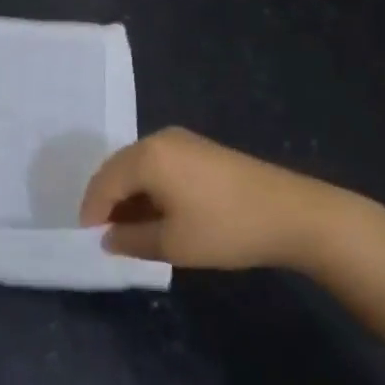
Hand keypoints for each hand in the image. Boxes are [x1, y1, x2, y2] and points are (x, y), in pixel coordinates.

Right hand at [78, 127, 353, 269]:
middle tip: (106, 233)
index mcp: (146, 156)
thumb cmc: (227, 229)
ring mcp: (181, 141)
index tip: (88, 239)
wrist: (297, 215)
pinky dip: (150, 187)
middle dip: (108, 201)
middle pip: (117, 169)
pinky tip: (159, 211)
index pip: (103, 183)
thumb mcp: (173, 244)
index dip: (92, 212)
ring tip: (131, 227)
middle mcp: (158, 139)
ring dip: (129, 194)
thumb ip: (131, 240)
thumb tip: (107, 238)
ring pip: (138, 166)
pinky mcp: (200, 148)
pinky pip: (159, 164)